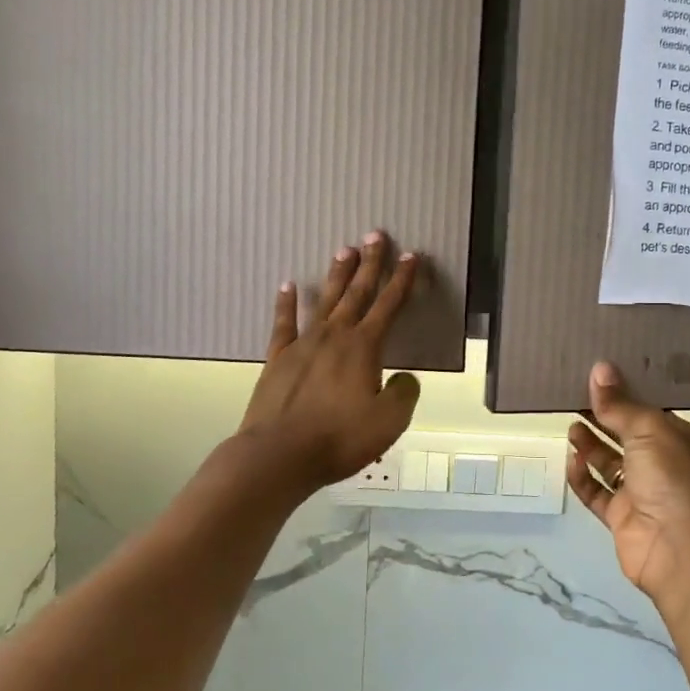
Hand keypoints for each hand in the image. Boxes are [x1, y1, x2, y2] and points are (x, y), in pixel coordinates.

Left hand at [240, 235, 421, 488]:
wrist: (279, 455)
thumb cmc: (339, 438)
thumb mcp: (389, 422)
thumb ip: (403, 395)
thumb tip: (404, 378)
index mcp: (364, 348)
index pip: (389, 305)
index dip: (403, 280)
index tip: (411, 256)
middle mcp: (335, 336)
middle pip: (356, 292)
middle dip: (370, 264)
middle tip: (375, 235)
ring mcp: (303, 345)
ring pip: (324, 300)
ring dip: (336, 275)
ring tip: (344, 251)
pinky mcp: (278, 359)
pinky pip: (284, 323)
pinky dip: (287, 303)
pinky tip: (288, 286)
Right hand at [567, 362, 689, 622]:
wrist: (677, 548)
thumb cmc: (671, 477)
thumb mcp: (647, 430)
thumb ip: (619, 404)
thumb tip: (599, 368)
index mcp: (678, 438)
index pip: (649, 409)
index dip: (625, 393)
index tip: (597, 375)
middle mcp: (662, 462)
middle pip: (626, 434)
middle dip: (603, 417)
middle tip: (573, 397)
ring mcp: (641, 491)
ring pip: (609, 462)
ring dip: (590, 445)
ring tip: (570, 425)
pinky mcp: (621, 516)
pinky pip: (597, 492)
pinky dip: (583, 477)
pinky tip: (571, 461)